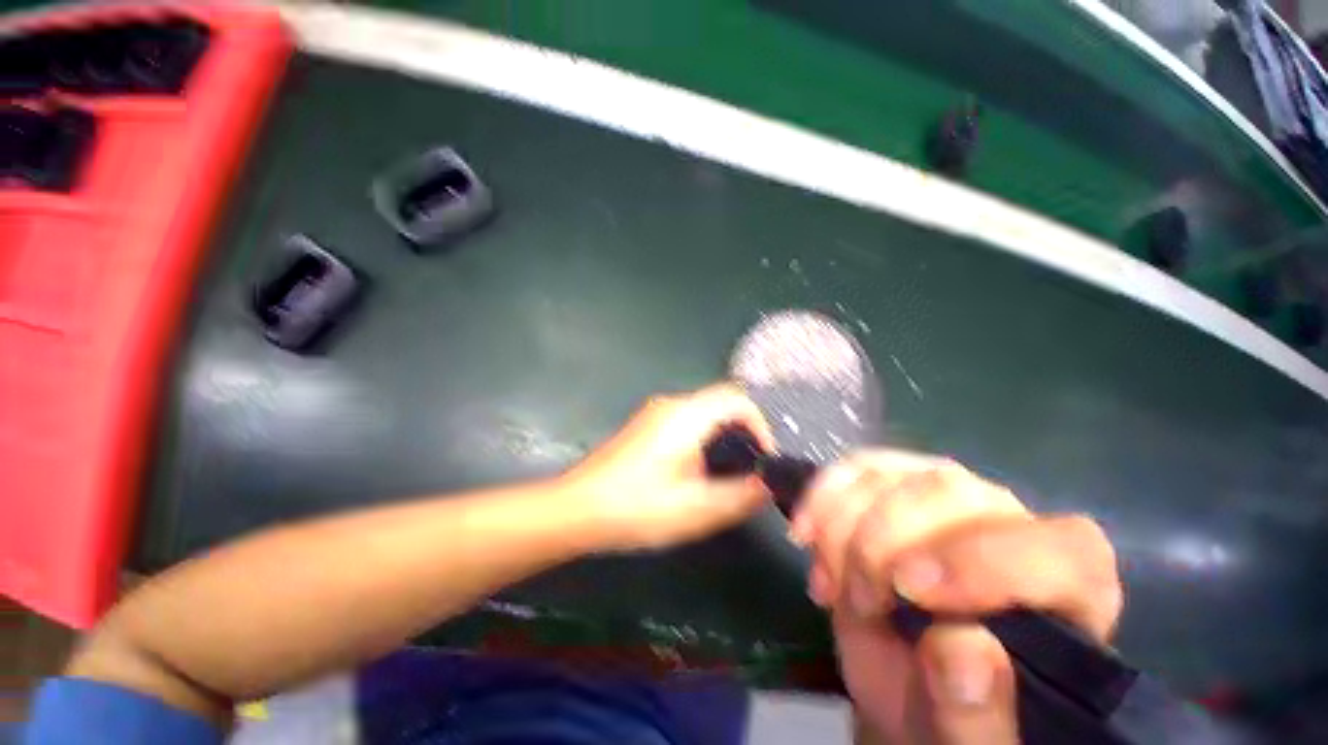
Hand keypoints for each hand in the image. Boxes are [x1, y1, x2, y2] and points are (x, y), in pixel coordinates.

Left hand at [564, 383, 775, 550]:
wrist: (578, 508)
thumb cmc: (636, 507)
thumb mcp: (695, 509)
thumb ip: (740, 496)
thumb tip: (767, 485)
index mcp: (685, 415)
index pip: (737, 399)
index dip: (760, 424)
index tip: (764, 457)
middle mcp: (671, 405)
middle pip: (721, 403)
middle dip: (744, 431)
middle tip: (753, 467)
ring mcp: (655, 413)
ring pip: (704, 413)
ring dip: (725, 436)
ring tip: (731, 472)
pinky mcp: (646, 426)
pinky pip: (688, 421)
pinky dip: (705, 438)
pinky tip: (700, 470)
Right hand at [793, 452, 1121, 744]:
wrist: (901, 681)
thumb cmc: (945, 717)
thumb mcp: (960, 739)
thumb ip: (977, 716)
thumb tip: (965, 646)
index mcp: (1066, 593)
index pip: (1059, 549)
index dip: (982, 561)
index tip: (908, 593)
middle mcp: (1010, 526)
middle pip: (950, 492)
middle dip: (882, 543)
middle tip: (857, 601)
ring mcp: (946, 494)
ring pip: (893, 474)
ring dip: (842, 524)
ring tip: (829, 582)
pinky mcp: (895, 480)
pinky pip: (854, 467)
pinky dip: (821, 497)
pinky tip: (806, 535)